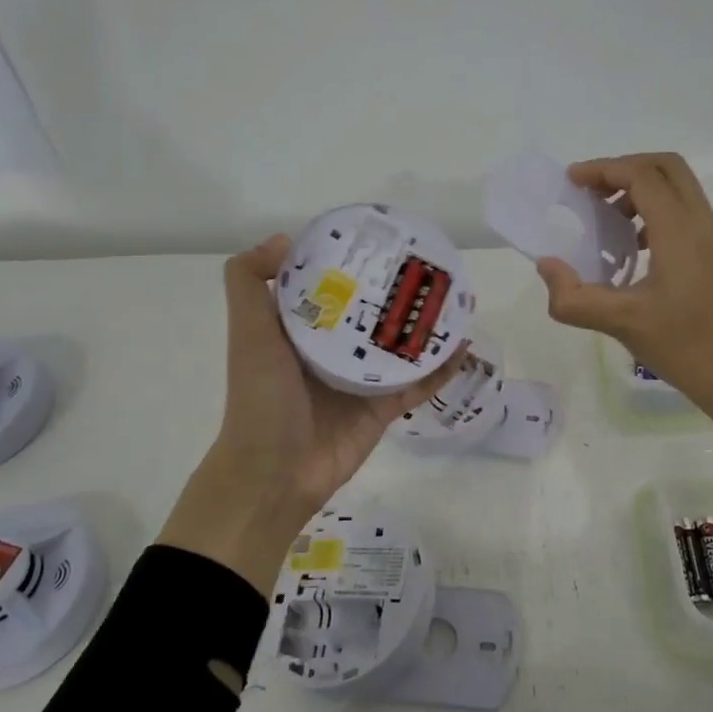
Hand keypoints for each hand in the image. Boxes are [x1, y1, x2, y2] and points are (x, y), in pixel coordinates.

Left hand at [157, 235, 467, 595]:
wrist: (273, 474)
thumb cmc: (261, 397)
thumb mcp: (248, 332)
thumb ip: (250, 282)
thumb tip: (285, 238)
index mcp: (301, 329)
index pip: (329, 286)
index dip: (350, 262)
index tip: (377, 237)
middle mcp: (332, 350)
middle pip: (371, 313)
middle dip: (396, 290)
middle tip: (428, 264)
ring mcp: (360, 380)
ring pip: (400, 345)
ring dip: (425, 325)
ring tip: (455, 297)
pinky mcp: (383, 408)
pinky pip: (418, 382)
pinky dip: (441, 367)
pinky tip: (464, 345)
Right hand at [535, 153, 712, 503]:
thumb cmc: (688, 348)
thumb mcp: (622, 324)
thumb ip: (575, 297)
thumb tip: (547, 266)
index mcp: (680, 230)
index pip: (641, 175)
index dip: (603, 169)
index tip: (571, 182)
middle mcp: (701, 222)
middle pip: (665, 166)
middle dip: (623, 169)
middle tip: (591, 192)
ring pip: (678, 188)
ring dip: (640, 189)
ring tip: (606, 219)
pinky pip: (684, 212)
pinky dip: (654, 211)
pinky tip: (632, 249)